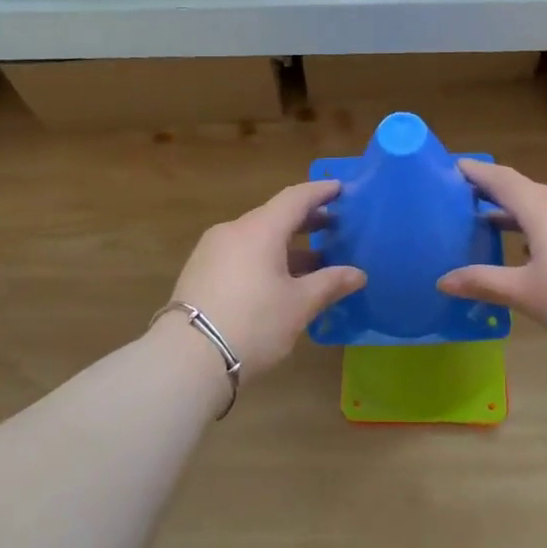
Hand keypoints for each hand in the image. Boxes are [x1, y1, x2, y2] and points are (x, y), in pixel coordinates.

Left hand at [168, 180, 366, 377]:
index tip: (340, 189)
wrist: (188, 358)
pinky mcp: (200, 272)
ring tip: (313, 261)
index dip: (320, 192)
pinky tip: (279, 280)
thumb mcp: (299, 305)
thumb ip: (330, 284)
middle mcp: (233, 231)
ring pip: (257, 237)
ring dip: (286, 244)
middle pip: (274, 216)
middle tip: (334, 226)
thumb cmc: (253, 323)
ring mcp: (212, 251)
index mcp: (259, 229)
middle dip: (306, 221)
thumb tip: (358, 274)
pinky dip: (265, 257)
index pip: (295, 198)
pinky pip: (241, 253)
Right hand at [438, 160, 546, 356]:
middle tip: (466, 203)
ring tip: (496, 229)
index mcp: (545, 210)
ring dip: (521, 216)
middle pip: (526, 192)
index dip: (477, 173)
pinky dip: (545, 229)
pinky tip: (539, 255)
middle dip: (496, 196)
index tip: (454, 167)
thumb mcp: (525, 293)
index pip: (502, 180)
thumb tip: (443, 280)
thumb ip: (483, 282)